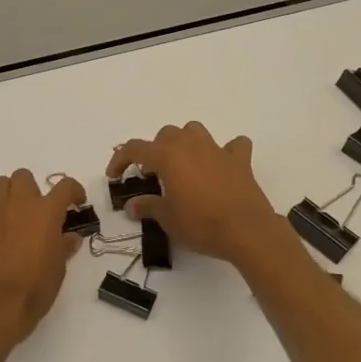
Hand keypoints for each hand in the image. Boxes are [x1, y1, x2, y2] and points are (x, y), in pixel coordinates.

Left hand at [0, 169, 87, 347]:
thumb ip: (64, 247)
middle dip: (32, 188)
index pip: (65, 186)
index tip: (75, 202)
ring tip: (13, 216)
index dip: (74, 191)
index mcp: (46, 212)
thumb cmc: (34, 287)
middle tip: (37, 211)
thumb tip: (69, 238)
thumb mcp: (58, 269)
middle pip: (24, 176)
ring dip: (8, 195)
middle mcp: (19, 204)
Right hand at [107, 122, 279, 265]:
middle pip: (166, 134)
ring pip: (195, 130)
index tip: (114, 176)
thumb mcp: (167, 218)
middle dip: (155, 150)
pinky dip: (227, 151)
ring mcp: (217, 150)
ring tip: (184, 164)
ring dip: (186, 142)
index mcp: (167, 156)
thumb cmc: (199, 223)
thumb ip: (147, 206)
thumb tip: (132, 205)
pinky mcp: (240, 160)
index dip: (120, 160)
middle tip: (153, 174)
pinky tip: (223, 165)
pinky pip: (233, 146)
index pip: (135, 148)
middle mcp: (190, 145)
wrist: (246, 230)